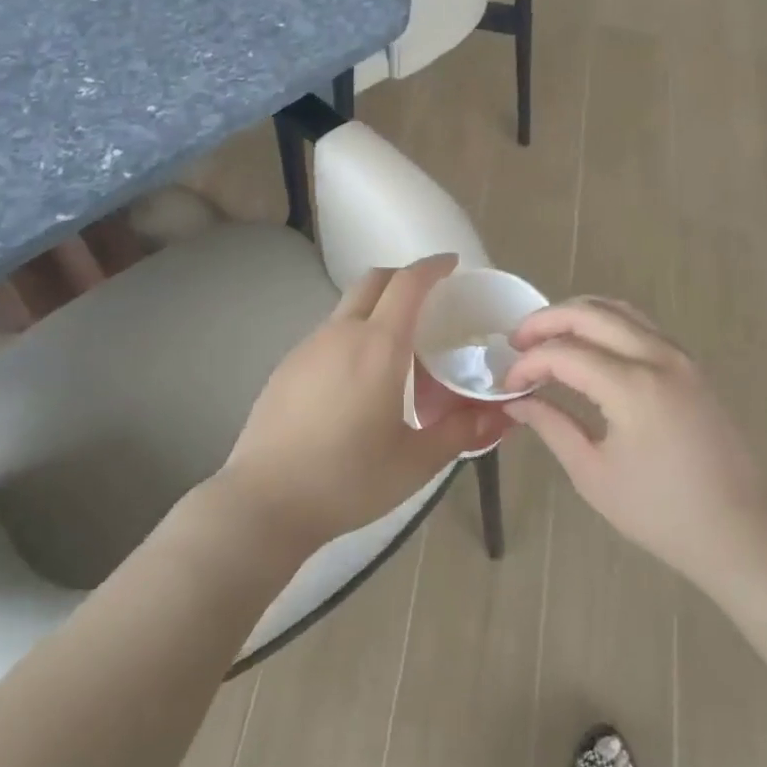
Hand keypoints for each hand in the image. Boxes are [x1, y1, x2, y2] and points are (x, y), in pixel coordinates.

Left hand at [220, 255, 513, 554]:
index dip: (432, 267)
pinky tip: (358, 379)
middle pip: (374, 281)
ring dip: (376, 308)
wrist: (265, 501)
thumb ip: (461, 432)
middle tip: (429, 298)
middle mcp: (341, 333)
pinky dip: (352, 335)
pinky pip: (328, 334)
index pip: (408, 283)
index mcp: (379, 346)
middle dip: (403, 278)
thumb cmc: (348, 480)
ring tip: (397, 347)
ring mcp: (308, 347)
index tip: (452, 265)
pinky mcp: (286, 367)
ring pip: (348, 308)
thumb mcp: (415, 462)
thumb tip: (502, 416)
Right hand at [503, 298, 766, 592]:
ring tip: (546, 338)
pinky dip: (606, 323)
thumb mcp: (593, 473)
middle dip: (545, 321)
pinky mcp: (690, 364)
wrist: (739, 529)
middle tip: (516, 343)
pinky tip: (587, 346)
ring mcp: (679, 356)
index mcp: (632, 387)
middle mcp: (657, 357)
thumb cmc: (660, 512)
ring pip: (618, 309)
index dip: (528, 364)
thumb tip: (516, 402)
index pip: (564, 353)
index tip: (508, 385)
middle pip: (590, 313)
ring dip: (576, 315)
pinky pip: (640, 325)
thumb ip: (552, 425)